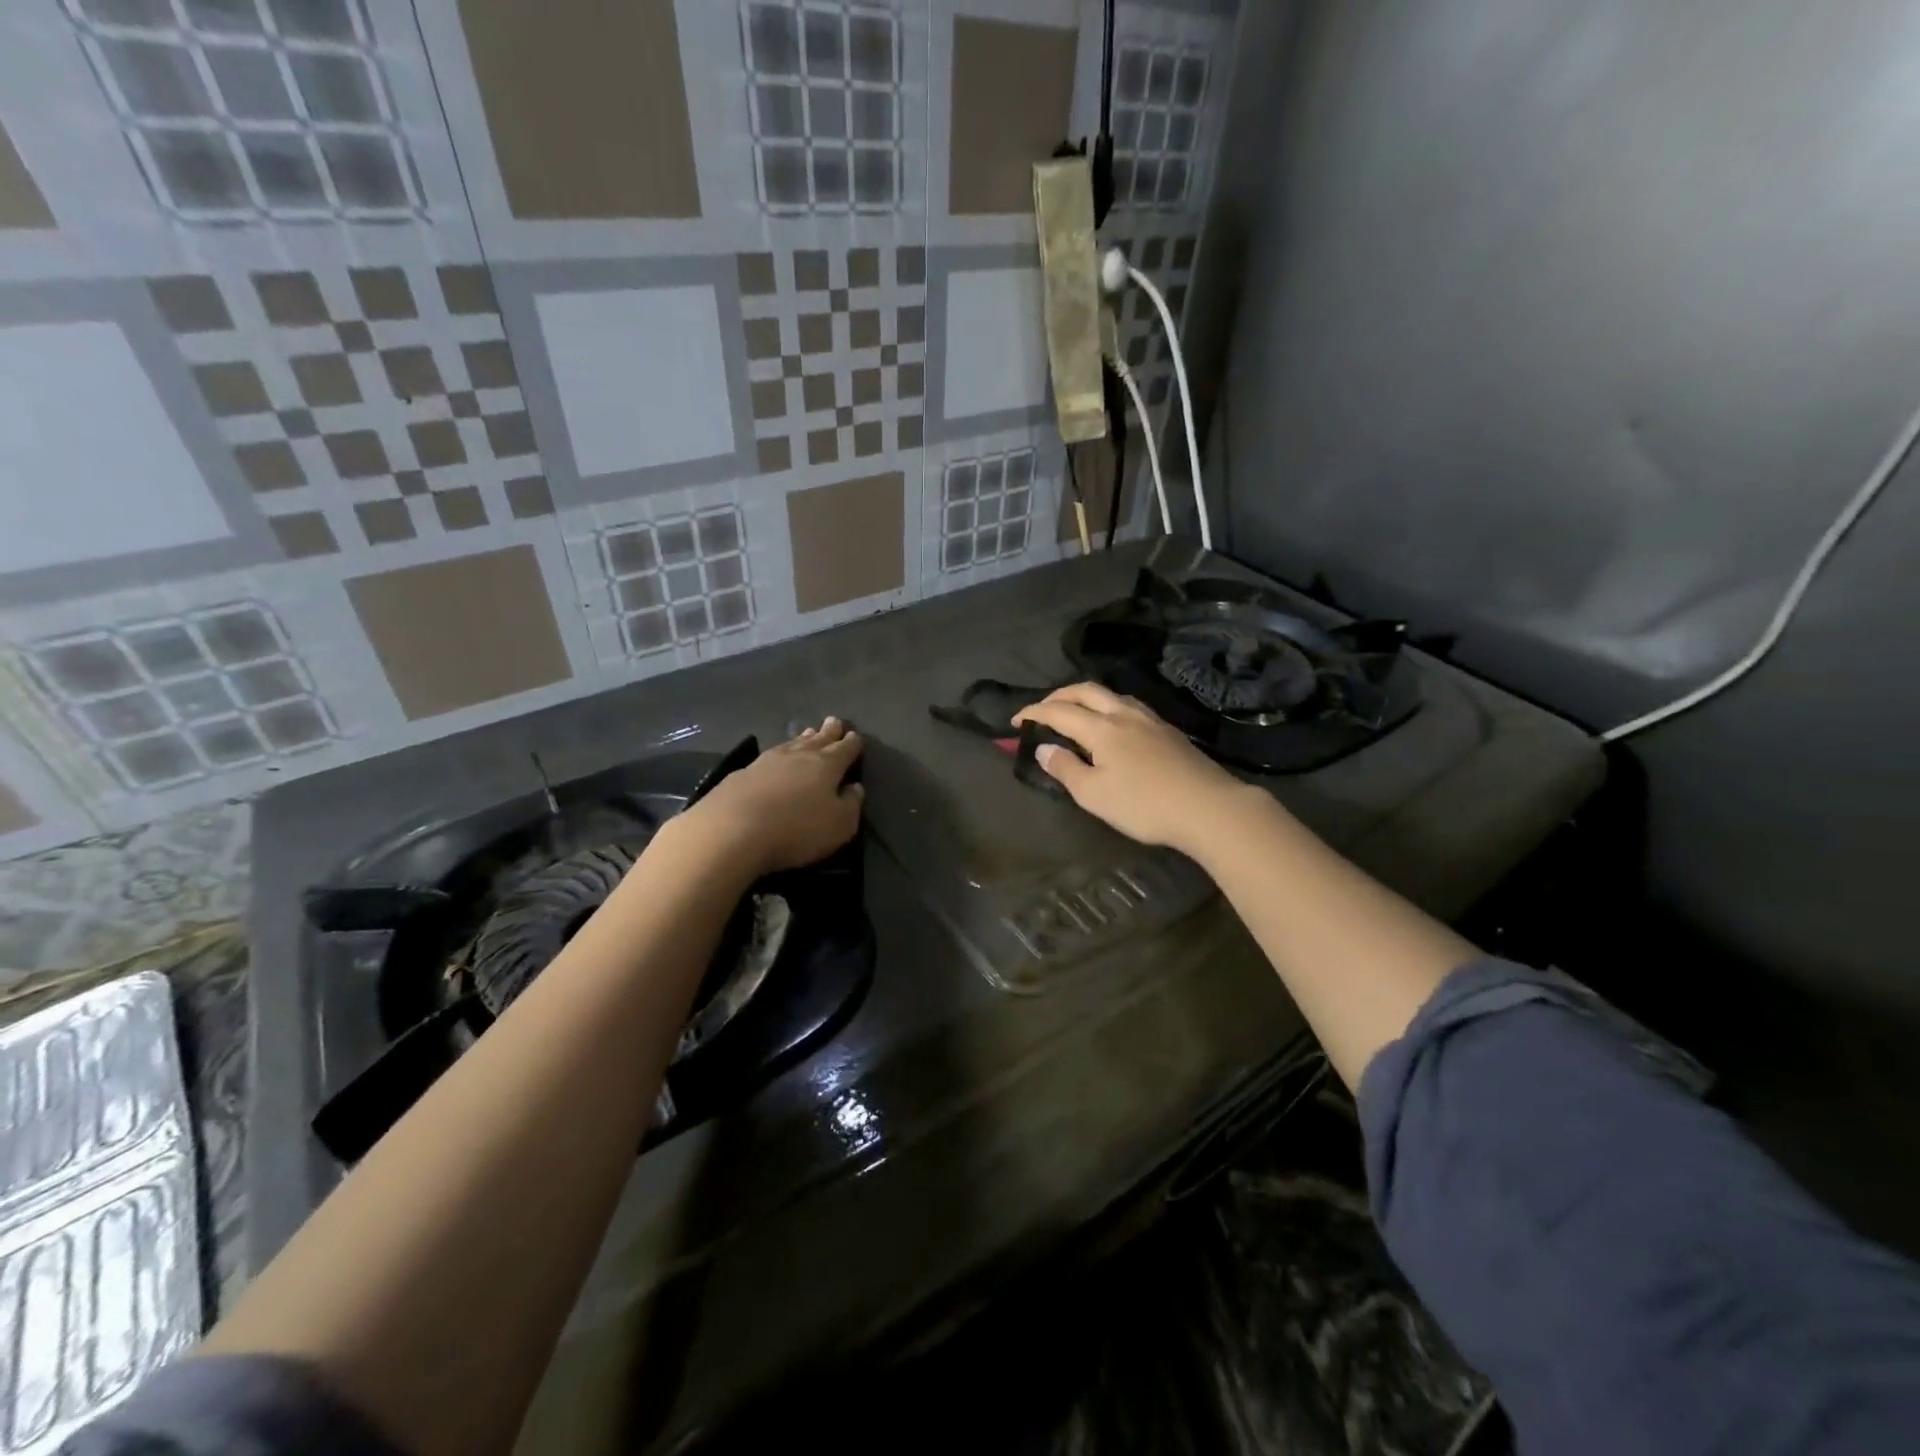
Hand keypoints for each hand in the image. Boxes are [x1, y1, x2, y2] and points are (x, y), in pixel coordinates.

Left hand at [676, 718, 864, 876]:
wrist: (732, 830)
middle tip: (834, 721)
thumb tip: (855, 787)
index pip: (844, 750)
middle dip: (828, 732)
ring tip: (808, 732)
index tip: (855, 736)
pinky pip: (768, 757)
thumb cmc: (796, 829)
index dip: (852, 743)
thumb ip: (851, 804)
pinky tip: (774, 757)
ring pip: (790, 744)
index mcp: (826, 765)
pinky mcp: (741, 774)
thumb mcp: (839, 825)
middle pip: (817, 740)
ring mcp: (766, 762)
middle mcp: (797, 756)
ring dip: (802, 739)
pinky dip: (777, 754)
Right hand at [1012, 683, 1246, 855]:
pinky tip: (1113, 725)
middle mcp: (1124, 715)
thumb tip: (1043, 749)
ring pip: (1111, 695)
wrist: (1208, 808)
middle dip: (1059, 695)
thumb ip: (1066, 769)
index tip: (1016, 722)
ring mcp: (1150, 720)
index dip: (1034, 713)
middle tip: (1042, 709)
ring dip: (1086, 698)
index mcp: (1102, 728)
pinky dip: (1108, 707)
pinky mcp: (1168, 731)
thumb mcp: (1094, 795)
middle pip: (1086, 691)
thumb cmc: (1144, 805)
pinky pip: (1129, 707)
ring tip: (1075, 712)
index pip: (1059, 711)